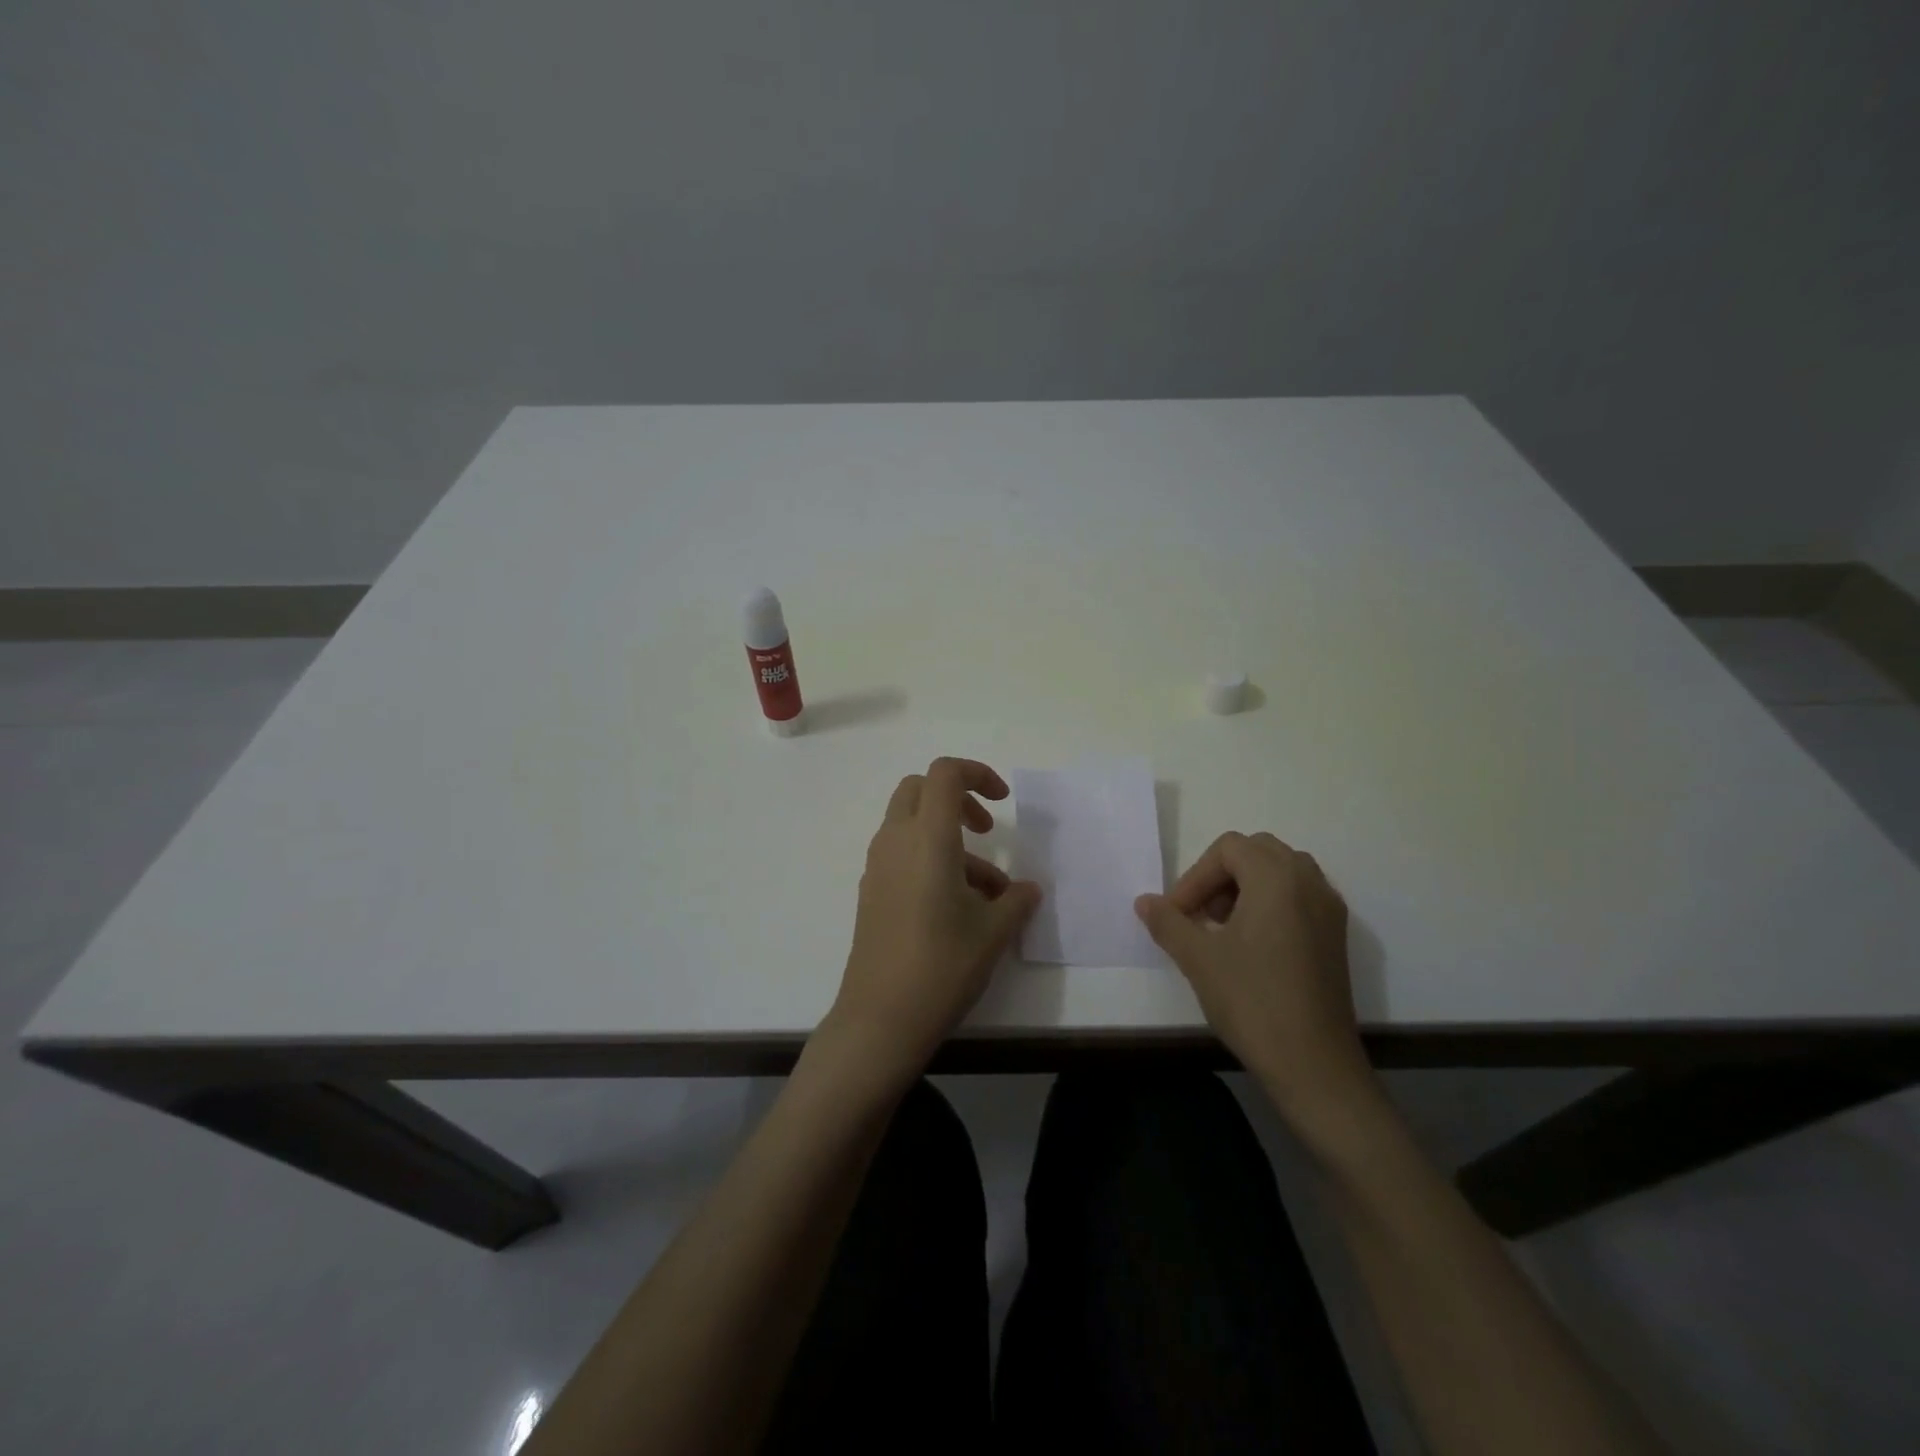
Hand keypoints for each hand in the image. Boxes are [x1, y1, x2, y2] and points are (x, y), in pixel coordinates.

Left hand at [825, 757, 1041, 1084]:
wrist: (881, 1018)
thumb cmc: (942, 965)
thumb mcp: (993, 932)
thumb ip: (1016, 901)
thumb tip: (1029, 890)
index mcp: (927, 838)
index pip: (945, 774)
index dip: (977, 774)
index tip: (1002, 804)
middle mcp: (895, 841)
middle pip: (920, 790)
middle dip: (957, 799)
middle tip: (986, 831)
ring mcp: (877, 866)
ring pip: (911, 825)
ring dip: (949, 840)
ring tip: (988, 892)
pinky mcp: (871, 891)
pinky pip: (901, 854)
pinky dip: (930, 860)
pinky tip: (957, 908)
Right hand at [1135, 831, 1373, 1125]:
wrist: (1314, 1065)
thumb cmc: (1252, 1001)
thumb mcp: (1198, 958)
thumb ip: (1168, 922)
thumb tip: (1144, 902)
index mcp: (1278, 878)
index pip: (1229, 849)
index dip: (1196, 876)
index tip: (1178, 914)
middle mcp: (1309, 882)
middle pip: (1258, 852)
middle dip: (1221, 875)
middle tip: (1200, 913)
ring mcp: (1329, 909)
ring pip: (1281, 873)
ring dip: (1246, 887)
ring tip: (1222, 928)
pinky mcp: (1336, 936)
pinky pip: (1299, 897)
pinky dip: (1270, 904)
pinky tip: (1251, 945)